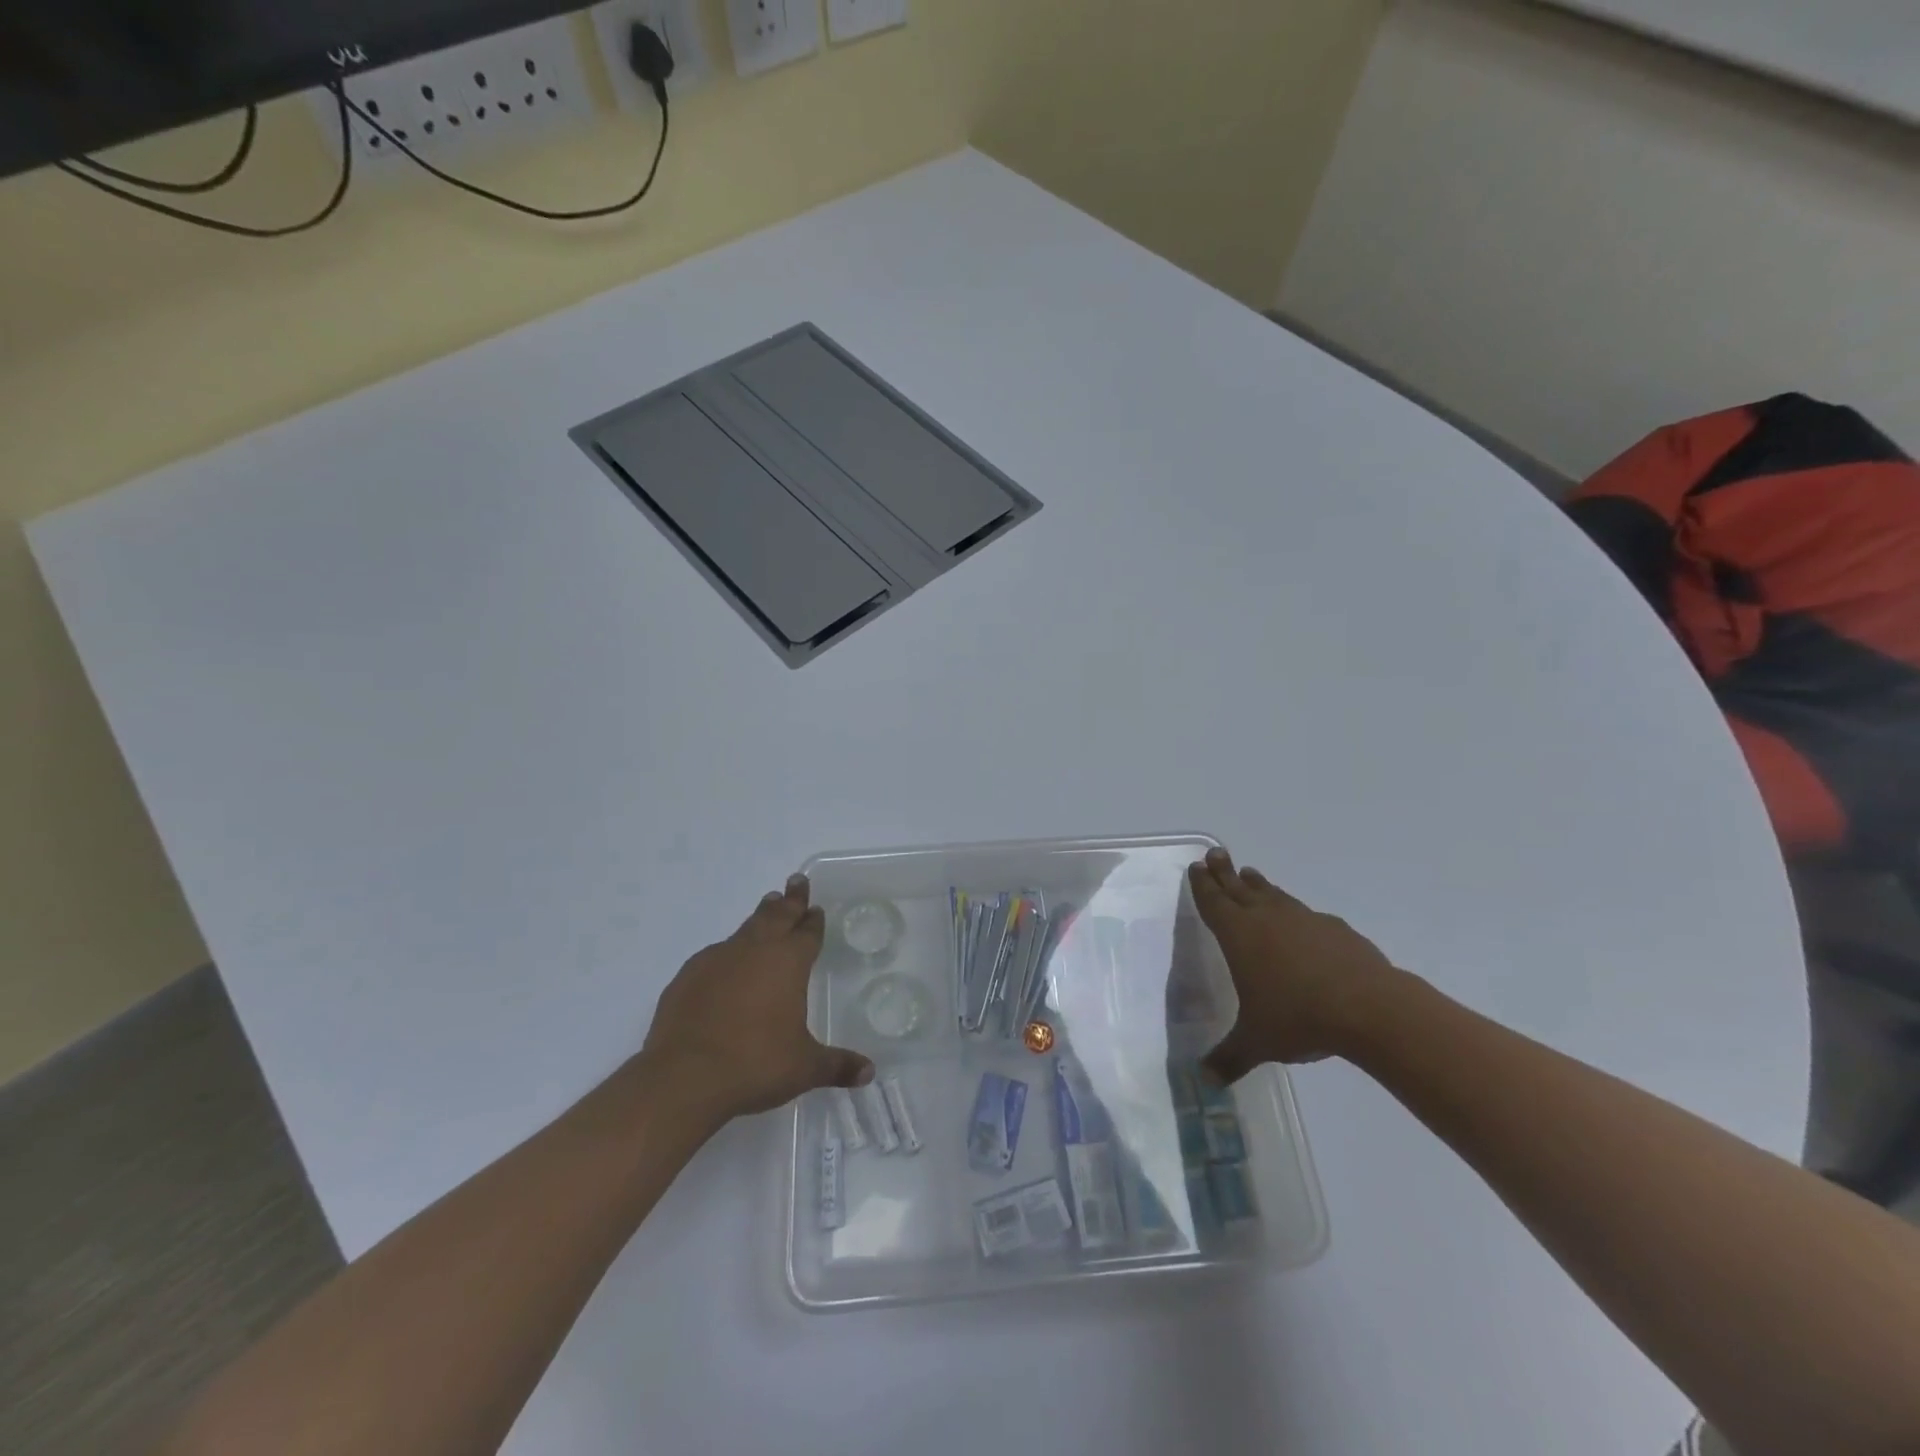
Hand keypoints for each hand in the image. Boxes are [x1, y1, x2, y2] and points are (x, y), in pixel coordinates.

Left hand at [639, 875, 873, 1121]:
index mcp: (788, 963)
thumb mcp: (804, 1068)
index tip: (816, 908)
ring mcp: (717, 959)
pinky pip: (715, 954)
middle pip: (777, 916)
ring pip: (746, 928)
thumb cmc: (755, 1065)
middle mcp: (754, 951)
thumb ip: (837, 1065)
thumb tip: (869, 1073)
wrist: (684, 1077)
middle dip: (790, 900)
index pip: (807, 933)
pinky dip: (728, 952)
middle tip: (796, 882)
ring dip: (760, 916)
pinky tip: (726, 962)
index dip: (814, 920)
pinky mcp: (688, 976)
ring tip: (768, 905)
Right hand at [1189, 847, 1406, 1078]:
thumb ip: (1229, 1058)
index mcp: (1239, 935)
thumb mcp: (1257, 1042)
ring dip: (1258, 885)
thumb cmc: (1298, 1018)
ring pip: (1273, 894)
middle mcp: (1267, 918)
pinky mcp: (1336, 929)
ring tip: (1250, 874)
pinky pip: (1306, 913)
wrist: (1369, 1008)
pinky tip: (1301, 921)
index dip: (1203, 884)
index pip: (1213, 902)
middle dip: (1225, 871)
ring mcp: (1304, 919)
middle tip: (1216, 853)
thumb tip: (1204, 1081)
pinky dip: (1295, 912)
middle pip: (1240, 887)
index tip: (1197, 865)